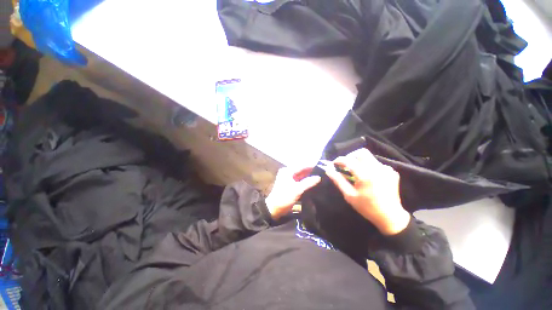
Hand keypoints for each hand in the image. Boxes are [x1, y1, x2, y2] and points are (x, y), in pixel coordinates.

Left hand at [266, 167, 320, 219]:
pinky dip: (306, 182)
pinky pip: (300, 181)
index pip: (302, 166)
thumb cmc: (285, 197)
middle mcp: (288, 172)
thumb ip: (308, 182)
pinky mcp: (291, 185)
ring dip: (309, 177)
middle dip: (311, 172)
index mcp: (288, 171)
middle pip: (301, 170)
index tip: (322, 167)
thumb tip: (319, 177)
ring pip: (301, 176)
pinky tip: (314, 183)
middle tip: (323, 172)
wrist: (275, 209)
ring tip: (321, 177)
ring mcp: (289, 179)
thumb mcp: (297, 189)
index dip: (311, 166)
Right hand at [323, 148, 410, 235]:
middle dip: (350, 156)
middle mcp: (377, 169)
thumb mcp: (349, 195)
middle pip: (361, 152)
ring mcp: (386, 169)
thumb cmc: (367, 207)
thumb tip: (328, 170)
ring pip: (369, 157)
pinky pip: (376, 164)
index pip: (348, 160)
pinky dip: (368, 167)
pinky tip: (367, 177)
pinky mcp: (391, 172)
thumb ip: (338, 180)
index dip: (339, 160)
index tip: (334, 164)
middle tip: (345, 165)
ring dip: (359, 162)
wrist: (390, 217)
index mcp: (365, 176)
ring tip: (356, 172)